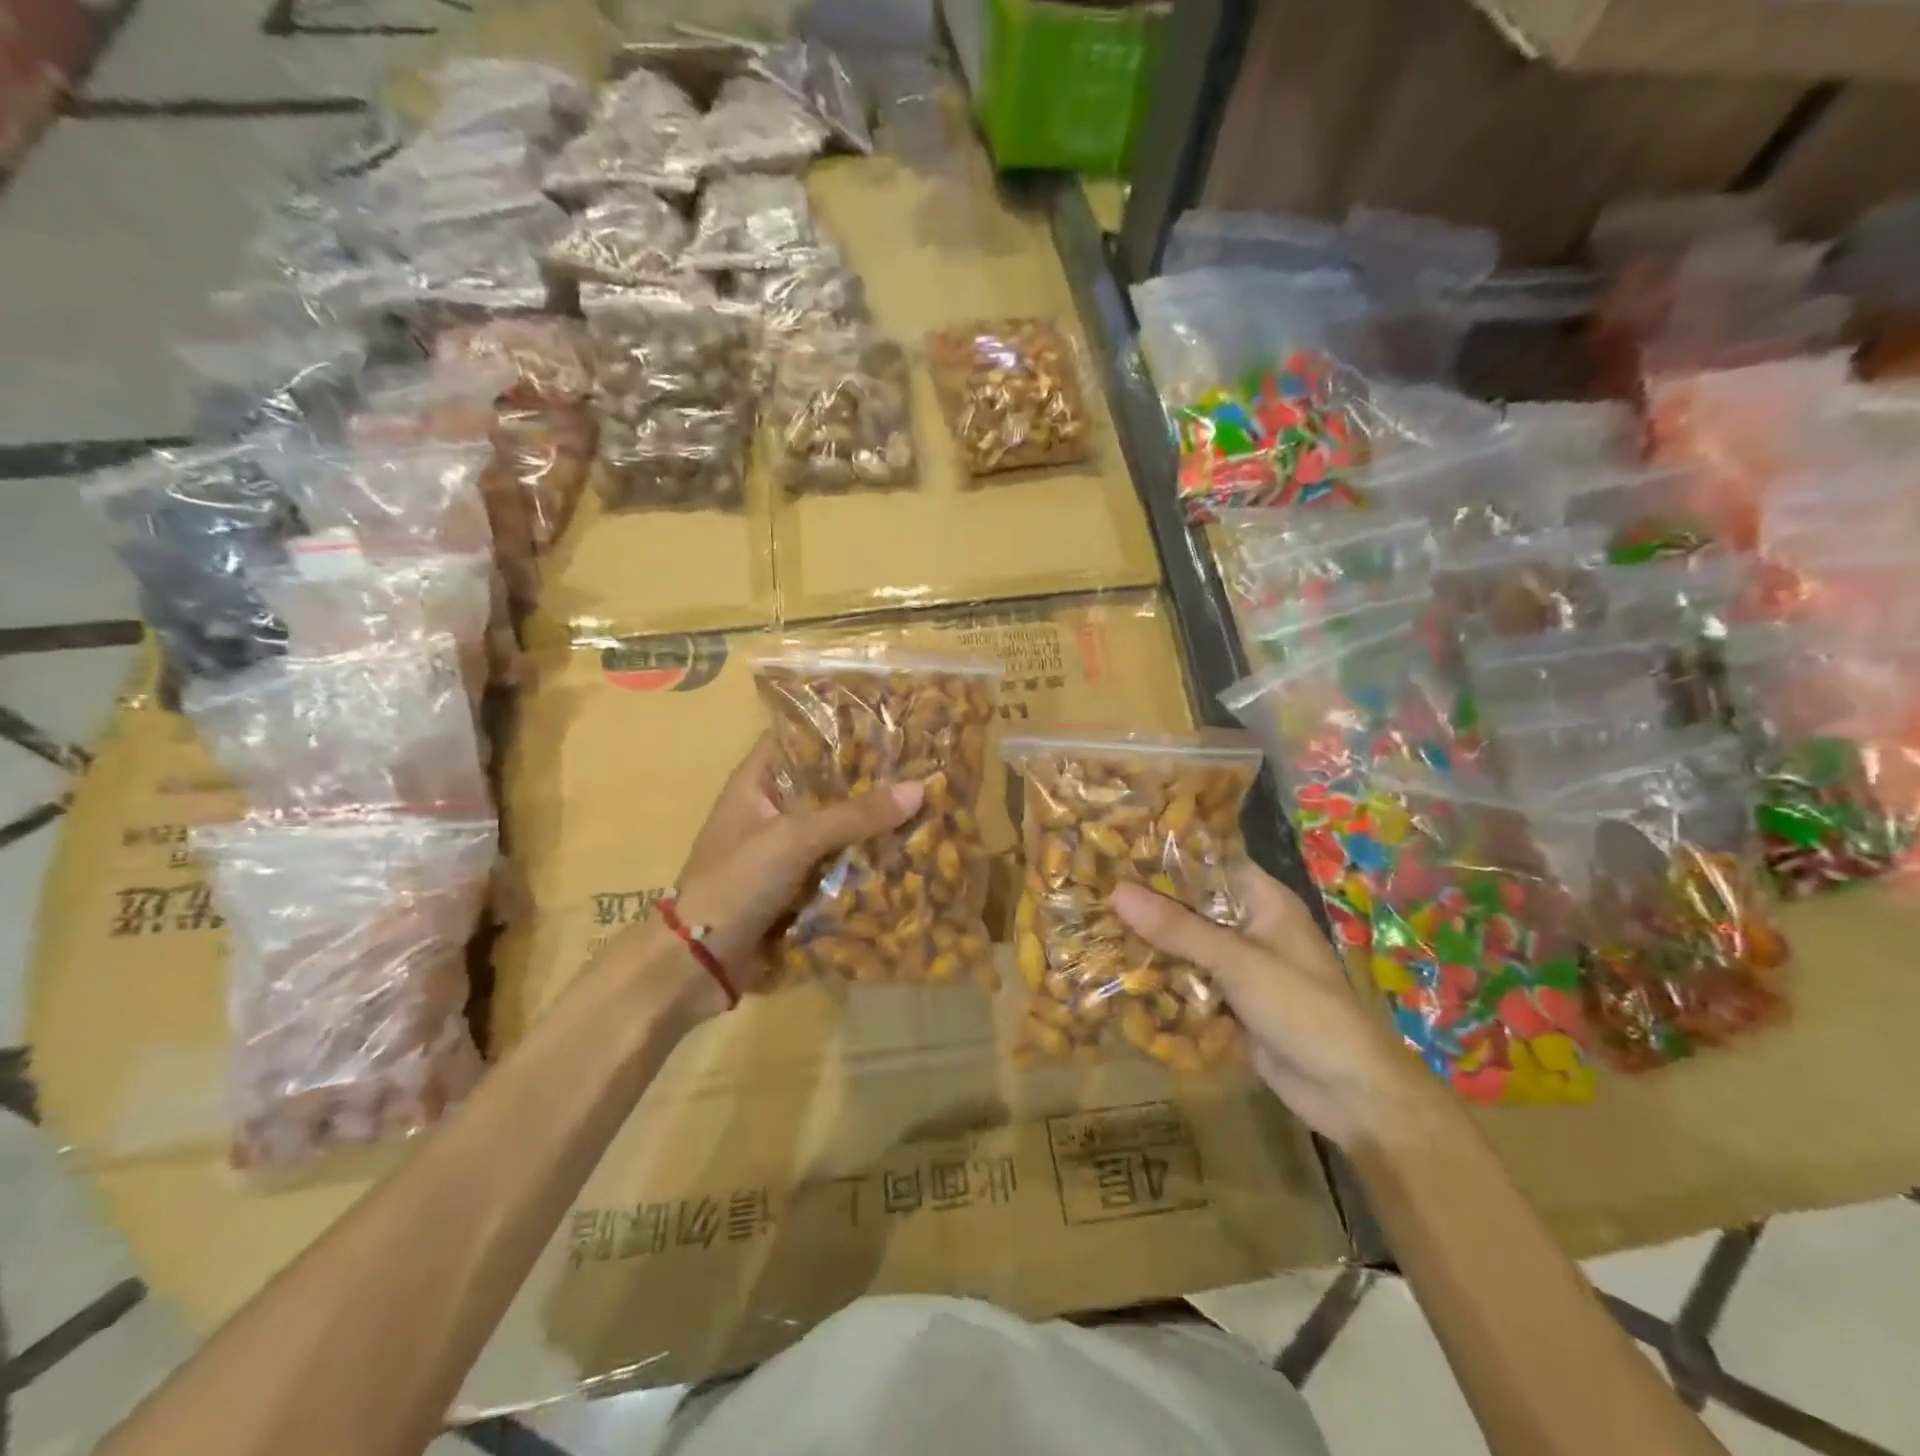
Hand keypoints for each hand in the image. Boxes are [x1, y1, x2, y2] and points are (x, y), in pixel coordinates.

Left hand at [664, 733, 923, 1003]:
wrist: (700, 961)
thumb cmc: (737, 881)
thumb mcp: (795, 838)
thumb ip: (855, 814)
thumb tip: (919, 788)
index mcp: (755, 783)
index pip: (795, 737)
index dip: (834, 726)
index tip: (882, 722)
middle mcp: (769, 810)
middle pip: (823, 783)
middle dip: (866, 778)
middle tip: (917, 764)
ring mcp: (781, 850)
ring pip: (834, 826)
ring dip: (869, 822)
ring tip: (922, 802)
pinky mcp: (794, 885)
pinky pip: (836, 863)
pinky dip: (862, 859)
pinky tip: (903, 851)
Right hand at [1113, 866, 1431, 1148]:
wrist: (1350, 1093)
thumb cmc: (1303, 1008)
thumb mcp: (1237, 961)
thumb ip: (1177, 927)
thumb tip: (1116, 891)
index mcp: (1263, 900)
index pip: (1208, 862)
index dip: (1165, 854)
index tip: (1115, 847)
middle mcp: (1249, 926)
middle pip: (1191, 905)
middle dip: (1147, 903)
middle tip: (1090, 889)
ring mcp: (1239, 967)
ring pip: (1185, 945)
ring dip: (1149, 943)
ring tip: (1092, 926)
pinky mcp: (1230, 1003)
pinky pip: (1188, 981)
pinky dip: (1161, 979)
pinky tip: (1117, 973)